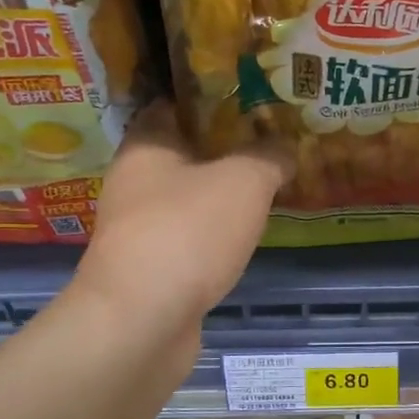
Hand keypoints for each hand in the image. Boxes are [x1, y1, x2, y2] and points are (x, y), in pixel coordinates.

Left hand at [76, 101, 291, 327]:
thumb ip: (268, 157)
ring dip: (219, 195)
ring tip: (265, 186)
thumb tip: (285, 147)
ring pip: (186, 200)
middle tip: (269, 141)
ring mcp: (139, 231)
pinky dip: (214, 234)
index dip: (209, 98)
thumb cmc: (187, 233)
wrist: (142, 321)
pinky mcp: (151, 270)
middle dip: (223, 148)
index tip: (249, 97)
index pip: (171, 105)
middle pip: (182, 154)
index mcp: (146, 147)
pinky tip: (244, 237)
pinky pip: (189, 239)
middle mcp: (133, 184)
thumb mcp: (243, 182)